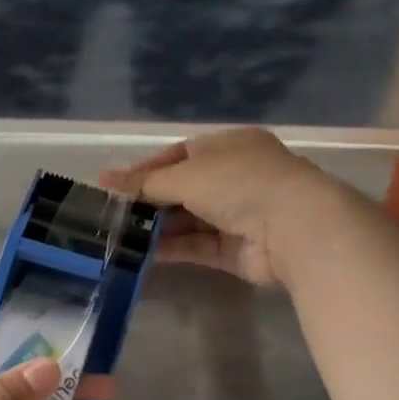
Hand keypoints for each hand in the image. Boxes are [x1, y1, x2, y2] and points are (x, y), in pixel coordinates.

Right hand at [102, 127, 337, 287]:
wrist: (294, 227)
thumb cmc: (238, 183)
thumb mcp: (185, 175)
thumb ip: (145, 183)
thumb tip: (104, 180)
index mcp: (229, 146)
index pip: (180, 154)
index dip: (146, 169)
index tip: (115, 184)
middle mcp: (235, 177)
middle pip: (182, 188)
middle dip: (149, 201)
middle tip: (113, 213)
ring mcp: (238, 215)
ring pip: (189, 219)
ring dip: (157, 226)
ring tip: (121, 234)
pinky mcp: (237, 250)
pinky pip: (197, 246)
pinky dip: (172, 247)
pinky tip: (143, 252)